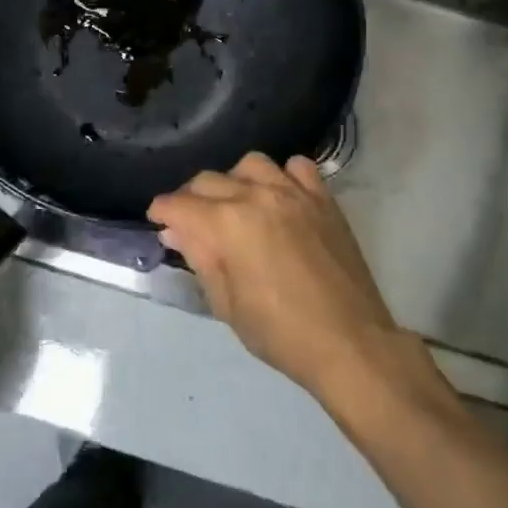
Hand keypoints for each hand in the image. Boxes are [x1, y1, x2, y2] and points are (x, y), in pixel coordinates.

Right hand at [149, 153, 414, 404]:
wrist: (350, 343)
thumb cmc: (281, 334)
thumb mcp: (226, 305)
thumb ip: (199, 258)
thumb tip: (176, 229)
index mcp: (228, 223)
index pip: (179, 204)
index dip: (161, 211)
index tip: (157, 220)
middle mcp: (257, 195)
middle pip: (208, 180)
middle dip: (191, 198)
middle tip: (191, 223)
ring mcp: (293, 192)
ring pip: (250, 164)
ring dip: (235, 181)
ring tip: (236, 205)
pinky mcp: (323, 198)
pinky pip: (297, 167)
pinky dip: (282, 176)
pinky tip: (280, 197)